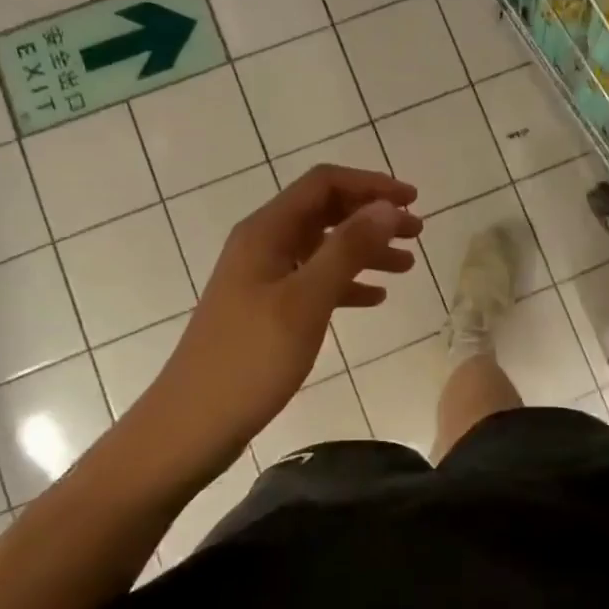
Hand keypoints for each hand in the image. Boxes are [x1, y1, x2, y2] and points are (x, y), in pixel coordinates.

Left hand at [159, 164, 420, 461]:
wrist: (191, 425)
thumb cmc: (250, 359)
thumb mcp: (306, 301)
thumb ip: (347, 249)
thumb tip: (387, 207)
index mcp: (266, 231)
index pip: (324, 183)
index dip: (371, 185)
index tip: (413, 201)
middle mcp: (263, 244)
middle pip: (325, 211)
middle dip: (372, 216)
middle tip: (417, 232)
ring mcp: (263, 277)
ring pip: (323, 248)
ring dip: (365, 249)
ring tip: (406, 265)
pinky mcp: (266, 308)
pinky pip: (314, 281)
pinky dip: (346, 283)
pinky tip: (375, 297)